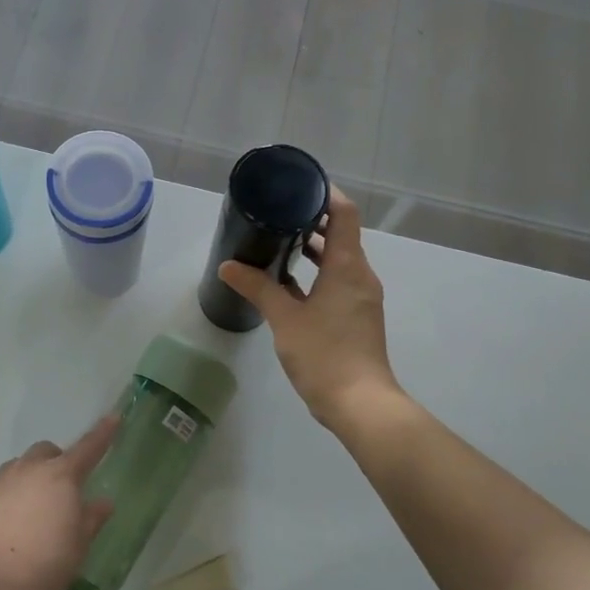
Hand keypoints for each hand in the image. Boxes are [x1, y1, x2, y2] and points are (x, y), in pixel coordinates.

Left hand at [0, 415, 117, 589]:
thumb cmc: (44, 564)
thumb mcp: (78, 546)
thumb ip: (91, 519)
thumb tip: (103, 501)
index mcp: (60, 476)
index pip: (88, 448)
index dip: (103, 433)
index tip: (113, 417)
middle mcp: (27, 469)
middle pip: (45, 451)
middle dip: (54, 462)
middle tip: (60, 490)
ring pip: (15, 469)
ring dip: (26, 481)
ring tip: (27, 513)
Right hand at [218, 187, 405, 431]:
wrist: (360, 404)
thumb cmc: (325, 354)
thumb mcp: (284, 318)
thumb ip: (257, 287)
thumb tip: (228, 266)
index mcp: (348, 266)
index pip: (344, 214)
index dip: (325, 194)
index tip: (299, 185)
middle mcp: (360, 276)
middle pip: (341, 235)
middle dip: (312, 220)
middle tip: (278, 212)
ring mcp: (360, 298)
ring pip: (338, 260)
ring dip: (313, 248)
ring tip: (278, 241)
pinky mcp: (356, 317)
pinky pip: (337, 282)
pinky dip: (316, 273)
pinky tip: (288, 283)